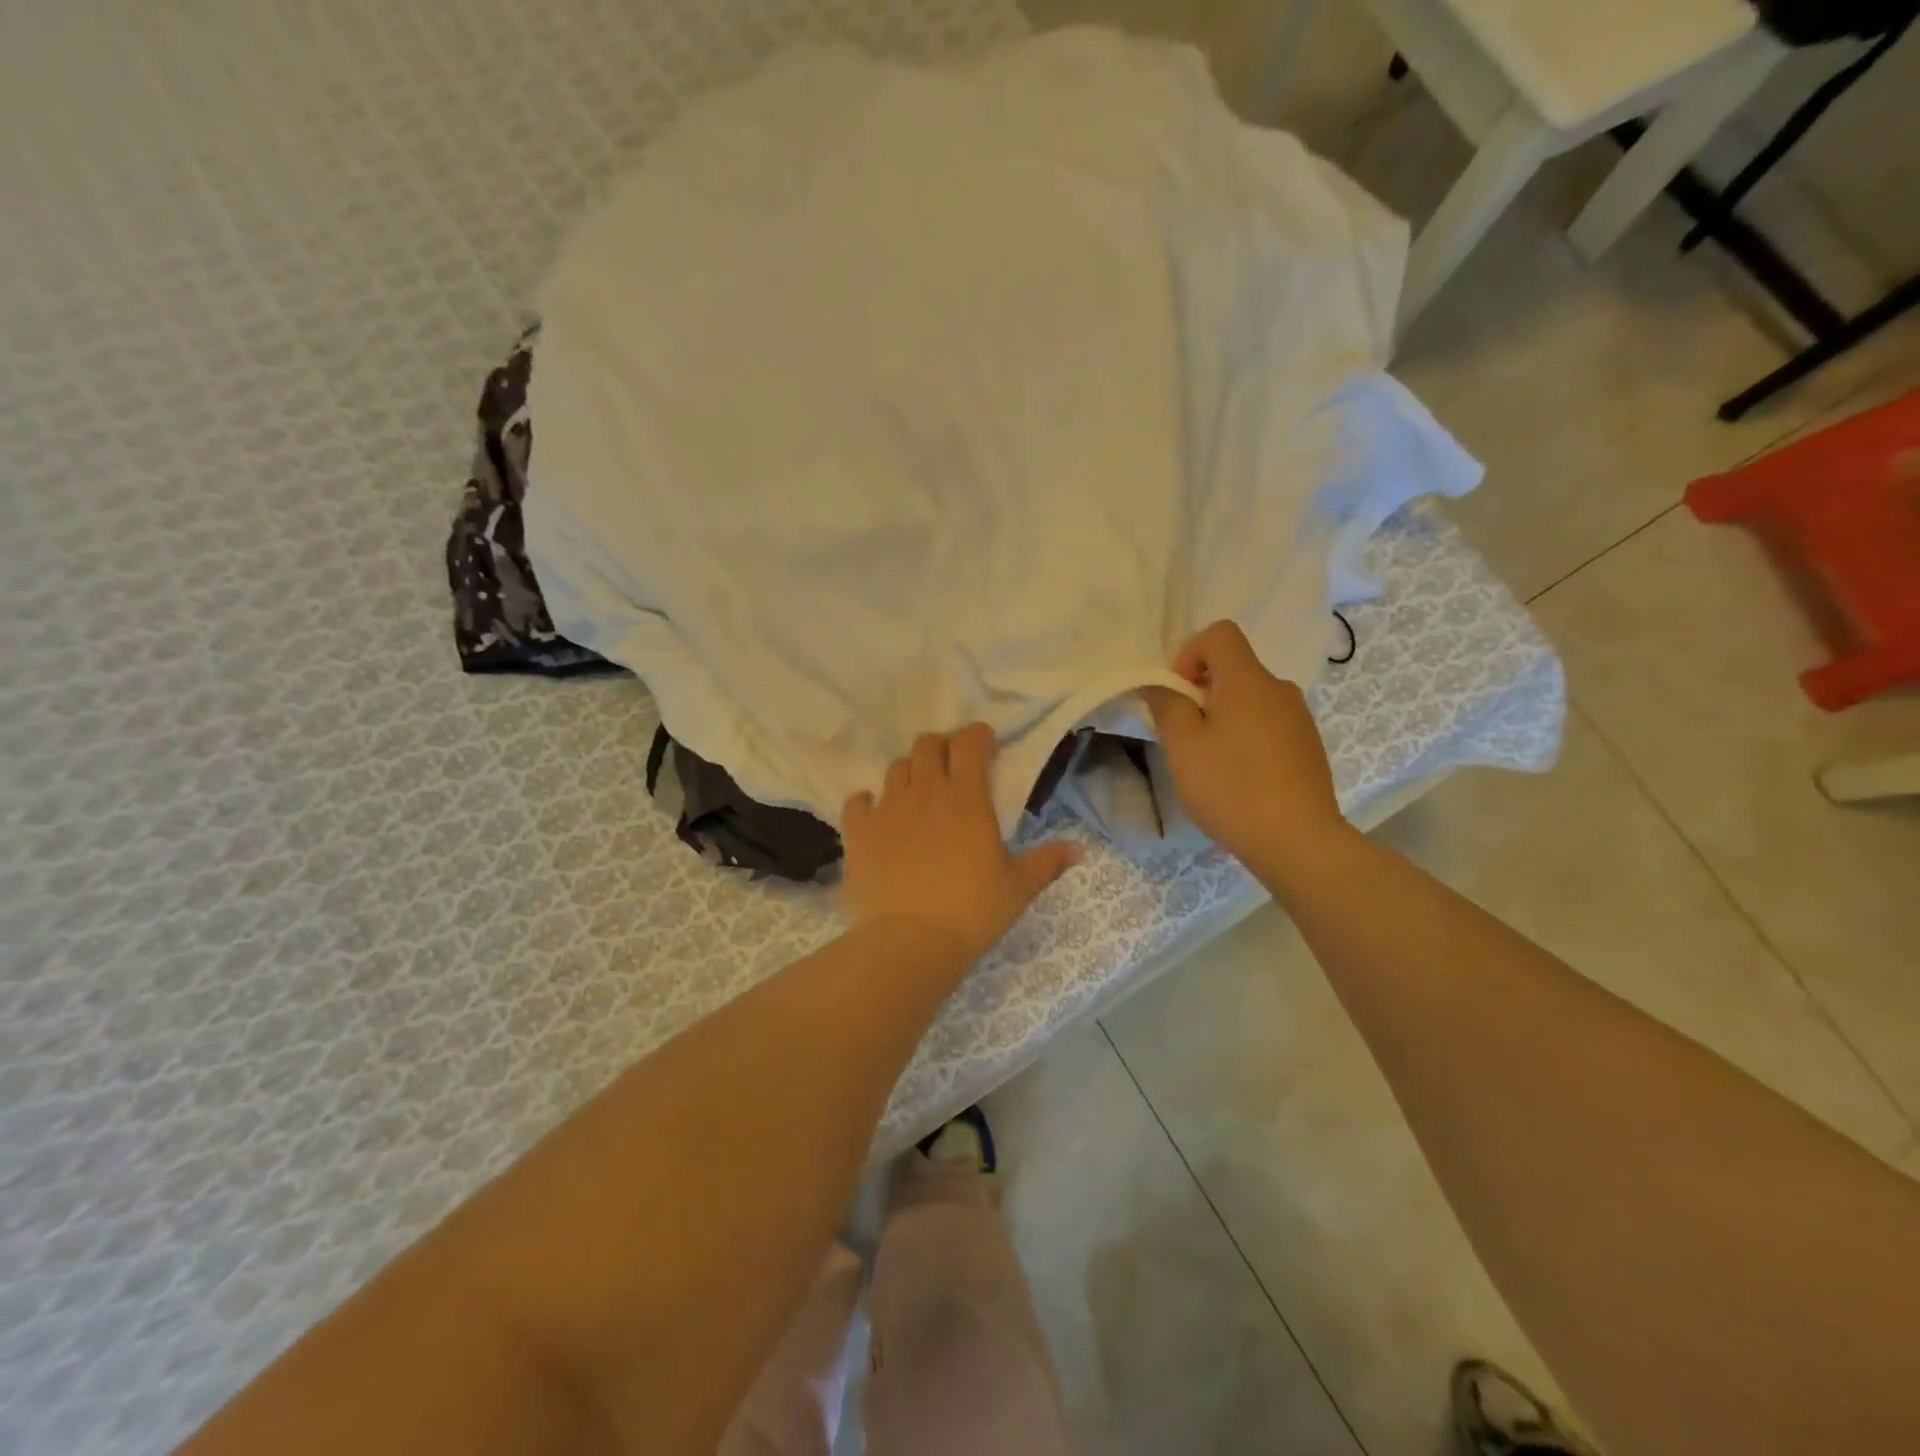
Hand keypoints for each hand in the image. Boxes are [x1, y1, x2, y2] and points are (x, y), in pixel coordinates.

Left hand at [842, 724, 1080, 964]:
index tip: (986, 745)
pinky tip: (877, 816)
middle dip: (942, 746)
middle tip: (952, 766)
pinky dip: (868, 802)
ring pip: (895, 768)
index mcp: (966, 798)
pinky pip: (858, 801)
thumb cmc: (972, 912)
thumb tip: (1078, 849)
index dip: (978, 736)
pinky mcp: (859, 831)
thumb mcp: (1017, 889)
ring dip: (910, 771)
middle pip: (927, 745)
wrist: (910, 942)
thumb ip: (1046, 863)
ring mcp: (887, 809)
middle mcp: (925, 792)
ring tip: (918, 793)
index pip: (969, 744)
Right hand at [1141, 621, 1349, 877]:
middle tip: (1186, 736)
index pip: (1220, 634)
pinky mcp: (1309, 747)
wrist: (1298, 840)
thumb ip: (1167, 706)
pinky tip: (1240, 778)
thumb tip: (1161, 686)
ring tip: (1212, 762)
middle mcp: (1279, 689)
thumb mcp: (1183, 747)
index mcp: (1248, 680)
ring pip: (1252, 699)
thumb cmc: (1231, 786)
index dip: (1189, 654)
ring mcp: (1300, 718)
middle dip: (1203, 691)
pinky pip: (1269, 725)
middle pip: (1235, 668)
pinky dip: (1248, 737)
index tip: (1178, 694)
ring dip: (1225, 717)